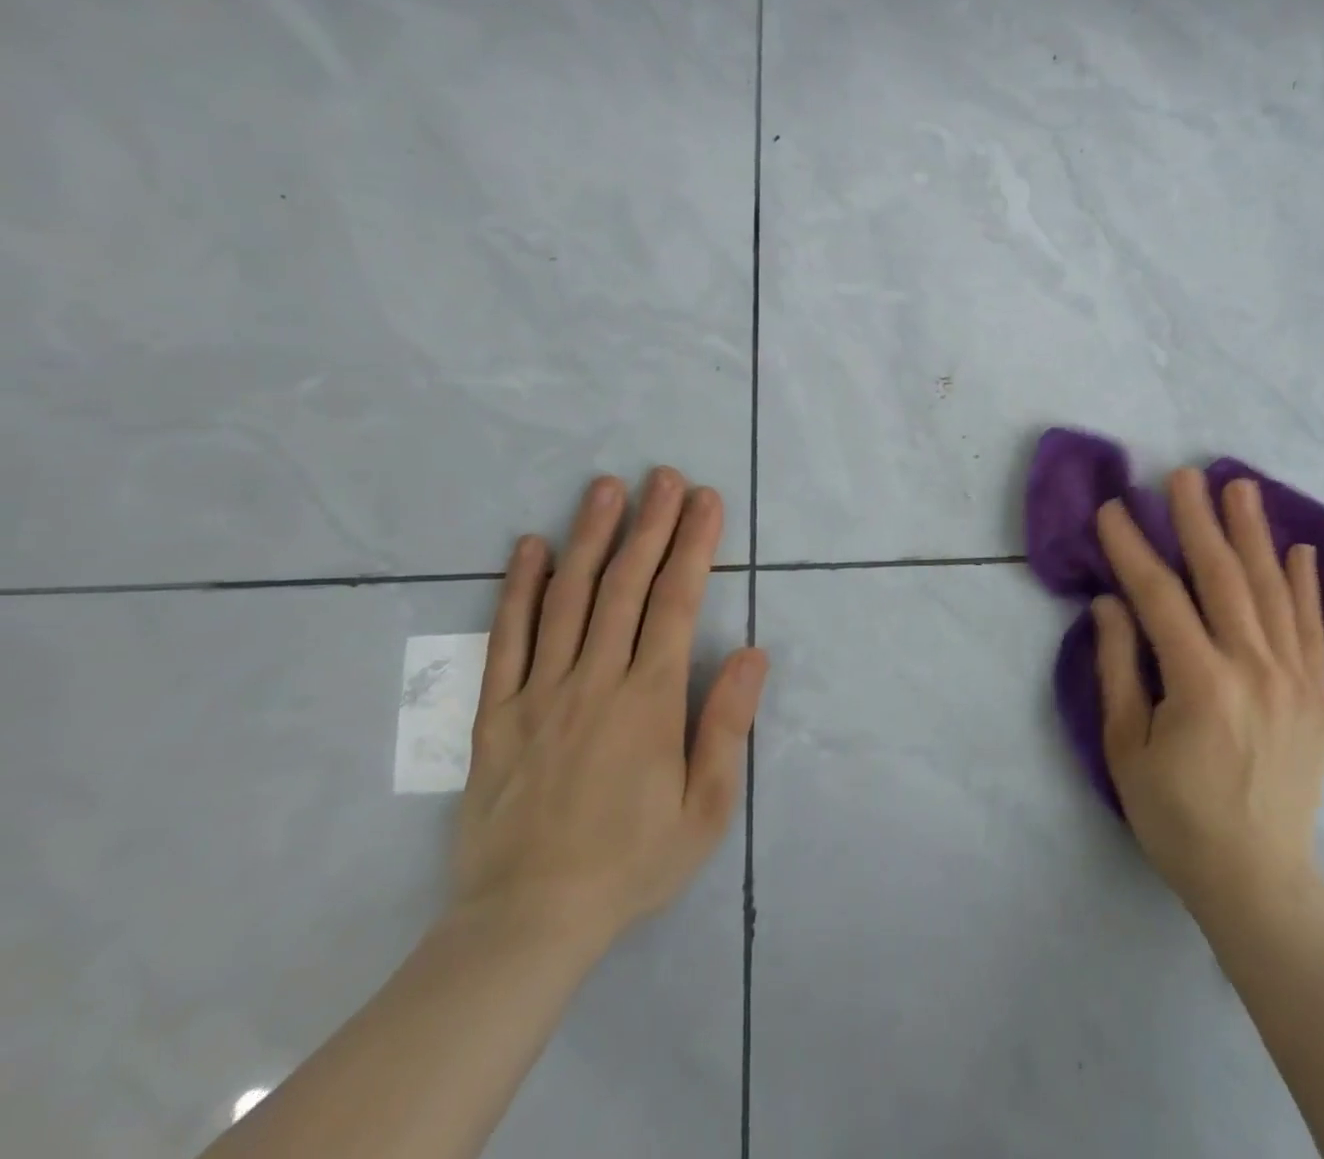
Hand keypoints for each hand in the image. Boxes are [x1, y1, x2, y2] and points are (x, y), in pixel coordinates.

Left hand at [451, 469, 767, 960]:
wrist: (525, 923)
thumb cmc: (630, 863)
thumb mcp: (704, 810)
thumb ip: (726, 725)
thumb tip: (751, 653)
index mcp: (649, 701)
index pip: (676, 604)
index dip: (694, 546)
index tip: (706, 501)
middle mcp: (594, 681)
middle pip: (624, 586)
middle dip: (650, 525)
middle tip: (664, 476)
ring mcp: (539, 693)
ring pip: (567, 599)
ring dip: (589, 537)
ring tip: (604, 488)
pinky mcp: (496, 714)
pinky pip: (506, 640)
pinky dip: (518, 589)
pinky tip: (529, 548)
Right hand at [1092, 469, 1323, 925]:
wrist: (1259, 881)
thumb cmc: (1176, 818)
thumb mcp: (1126, 749)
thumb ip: (1119, 668)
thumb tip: (1110, 602)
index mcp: (1200, 683)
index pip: (1160, 595)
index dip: (1133, 548)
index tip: (1114, 508)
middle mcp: (1254, 668)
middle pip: (1222, 577)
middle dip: (1198, 520)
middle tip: (1183, 474)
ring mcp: (1295, 679)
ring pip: (1271, 590)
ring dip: (1252, 533)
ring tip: (1241, 487)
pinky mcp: (1318, 695)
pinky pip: (1312, 627)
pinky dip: (1304, 584)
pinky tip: (1296, 547)